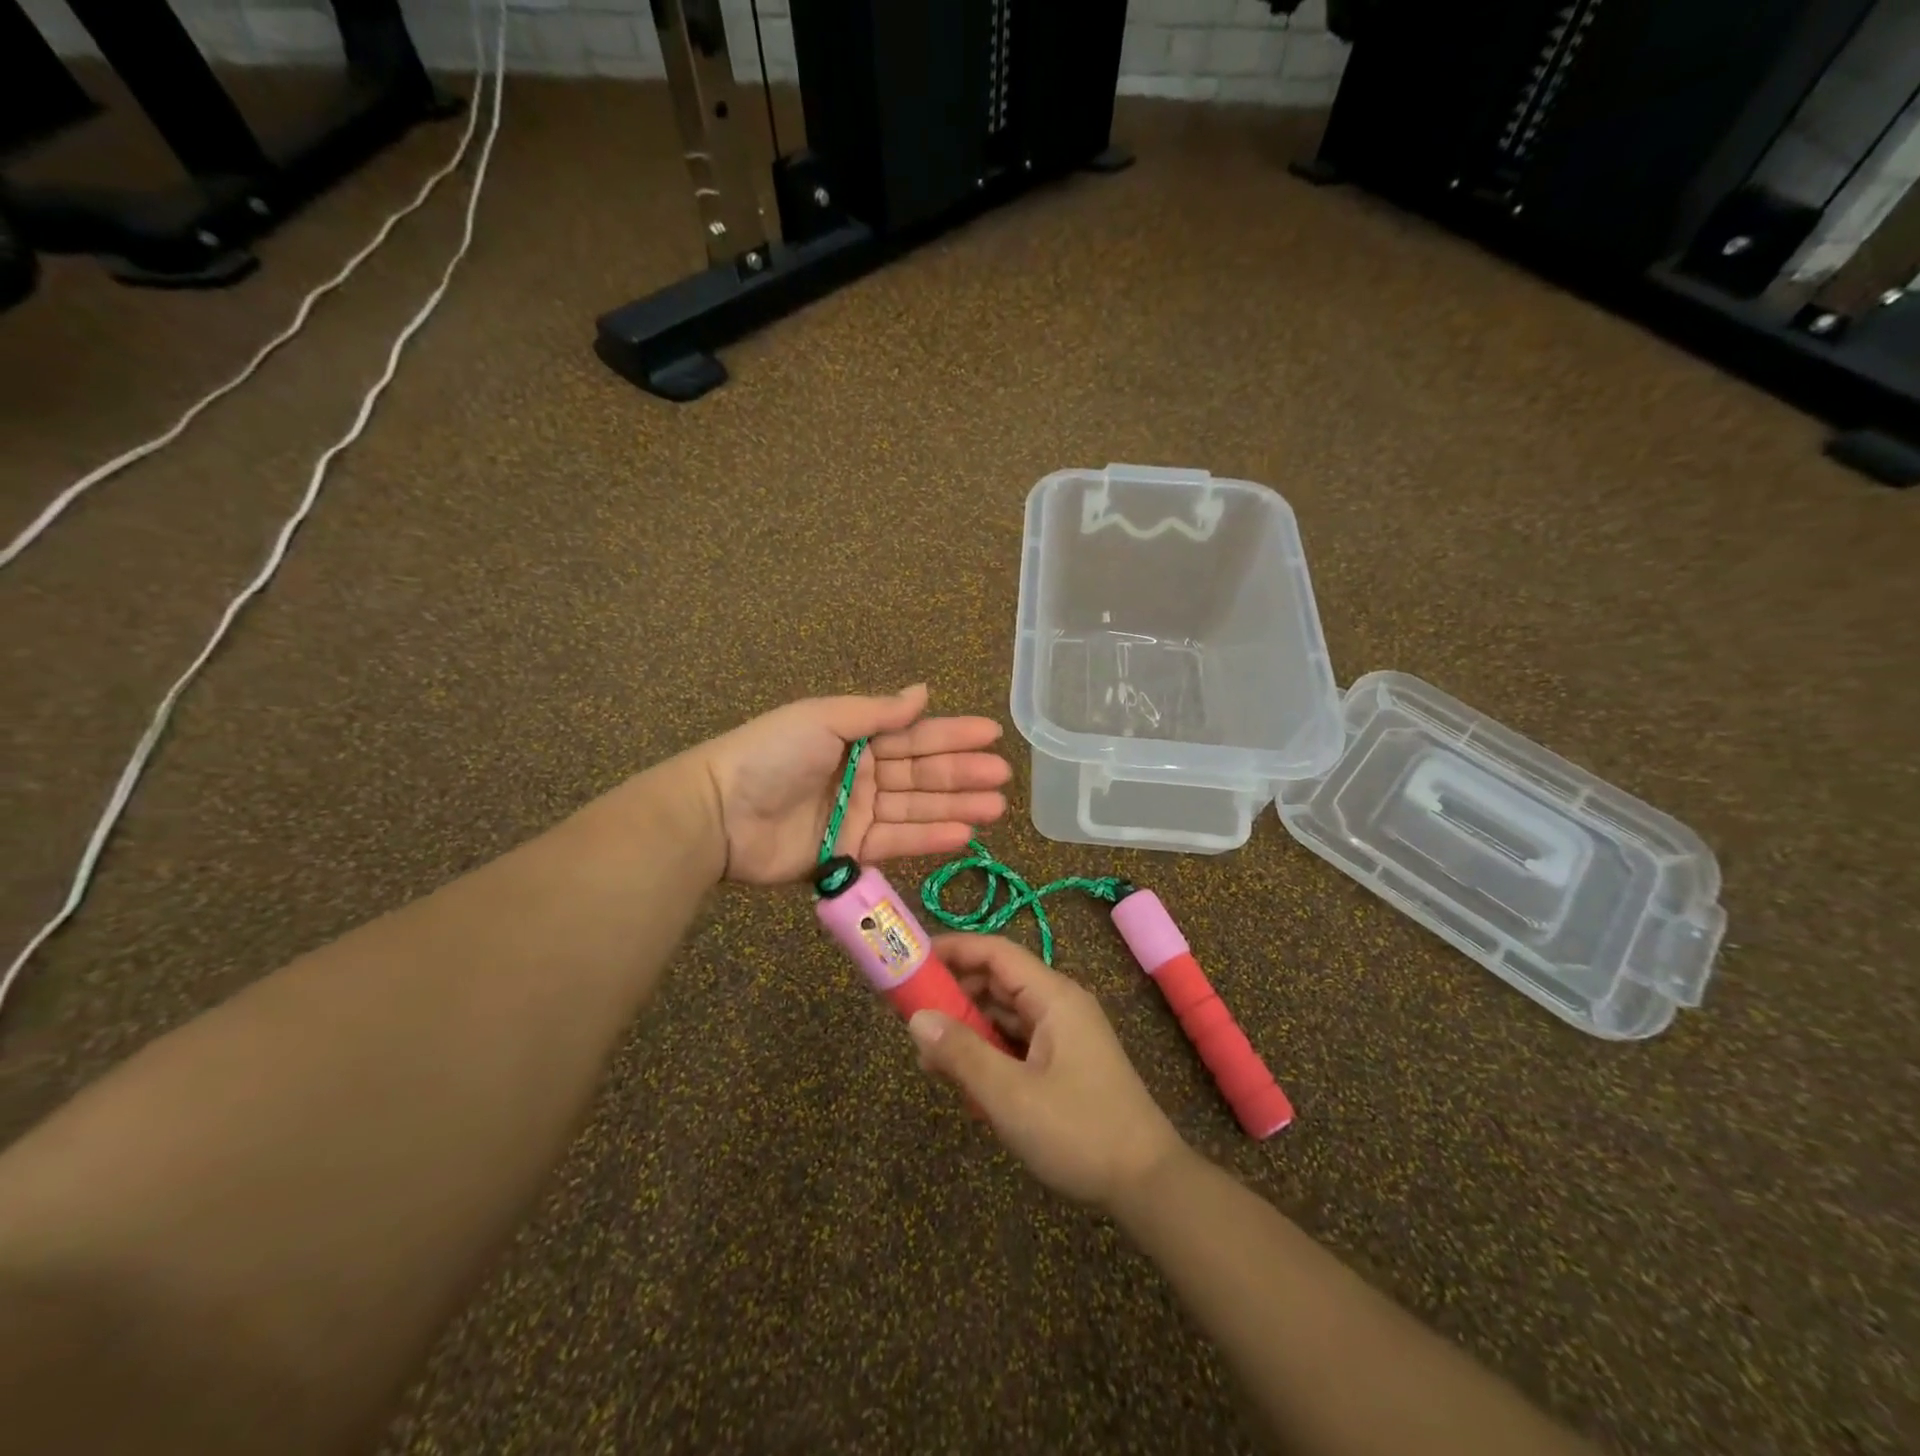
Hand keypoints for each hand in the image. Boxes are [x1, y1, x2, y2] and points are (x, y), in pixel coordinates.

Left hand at [694, 685, 1010, 885]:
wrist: (718, 813)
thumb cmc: (772, 754)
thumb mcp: (823, 719)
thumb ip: (877, 712)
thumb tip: (924, 692)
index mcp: (854, 737)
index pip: (914, 735)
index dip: (953, 735)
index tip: (992, 735)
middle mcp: (861, 773)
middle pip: (921, 774)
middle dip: (962, 774)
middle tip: (1003, 778)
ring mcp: (857, 814)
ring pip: (916, 809)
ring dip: (956, 807)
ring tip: (996, 808)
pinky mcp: (849, 852)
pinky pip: (896, 843)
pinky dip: (929, 838)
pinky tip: (963, 834)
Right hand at [908, 934, 1187, 1209]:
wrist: (1147, 1183)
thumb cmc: (1078, 1131)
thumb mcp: (1010, 1095)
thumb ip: (961, 1053)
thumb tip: (916, 1018)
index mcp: (1053, 997)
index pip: (995, 952)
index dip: (953, 950)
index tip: (912, 959)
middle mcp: (1059, 1005)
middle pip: (997, 982)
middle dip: (954, 996)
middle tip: (911, 1016)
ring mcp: (1064, 1034)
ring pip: (1005, 1016)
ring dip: (968, 1031)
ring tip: (930, 1059)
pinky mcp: (1064, 1062)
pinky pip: (1017, 1043)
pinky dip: (989, 1054)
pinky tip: (966, 1084)